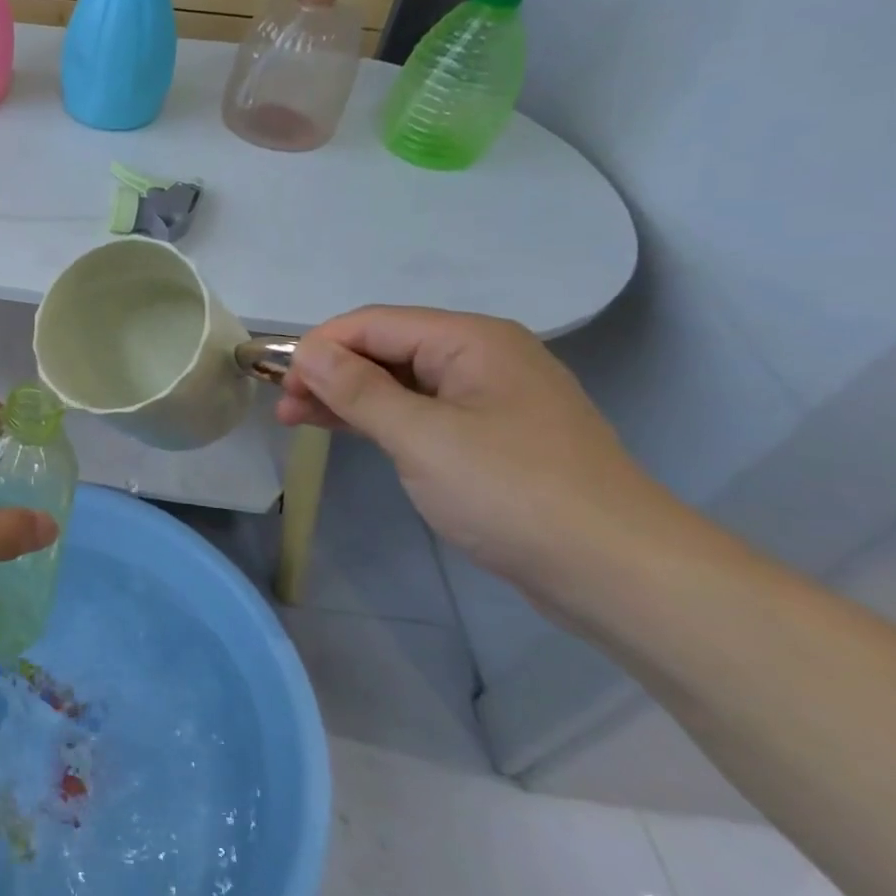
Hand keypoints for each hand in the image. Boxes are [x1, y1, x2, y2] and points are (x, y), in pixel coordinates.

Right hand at [277, 307, 674, 588]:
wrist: (618, 572)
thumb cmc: (512, 492)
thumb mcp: (421, 437)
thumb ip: (357, 389)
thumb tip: (307, 350)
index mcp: (471, 340)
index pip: (374, 323)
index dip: (319, 347)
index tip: (277, 382)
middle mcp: (482, 357)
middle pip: (386, 349)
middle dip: (330, 373)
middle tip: (282, 408)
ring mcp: (489, 399)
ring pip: (400, 382)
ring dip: (348, 397)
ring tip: (296, 419)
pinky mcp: (491, 438)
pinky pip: (421, 412)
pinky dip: (379, 419)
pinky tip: (348, 431)